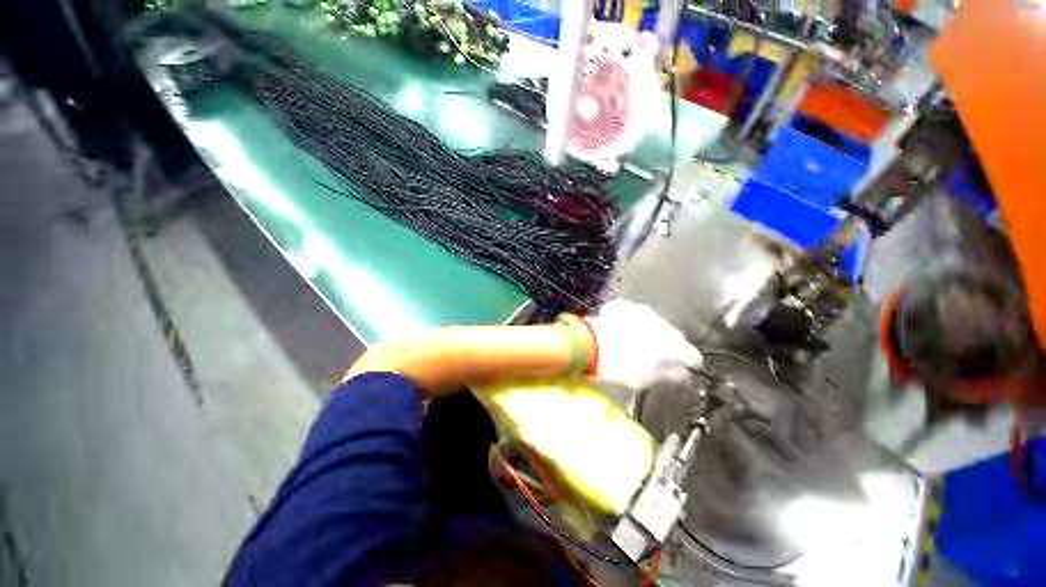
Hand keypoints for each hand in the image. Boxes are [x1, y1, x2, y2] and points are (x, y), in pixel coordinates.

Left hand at [586, 299, 701, 389]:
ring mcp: (641, 311)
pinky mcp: (624, 306)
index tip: (684, 368)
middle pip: (672, 335)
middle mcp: (661, 323)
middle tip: (657, 357)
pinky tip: (622, 330)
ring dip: (649, 331)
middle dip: (668, 345)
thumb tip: (682, 373)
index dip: (689, 362)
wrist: (589, 344)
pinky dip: (632, 322)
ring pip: (653, 323)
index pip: (691, 354)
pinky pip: (634, 315)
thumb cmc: (619, 366)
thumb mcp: (646, 379)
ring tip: (636, 342)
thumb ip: (669, 375)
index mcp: (671, 343)